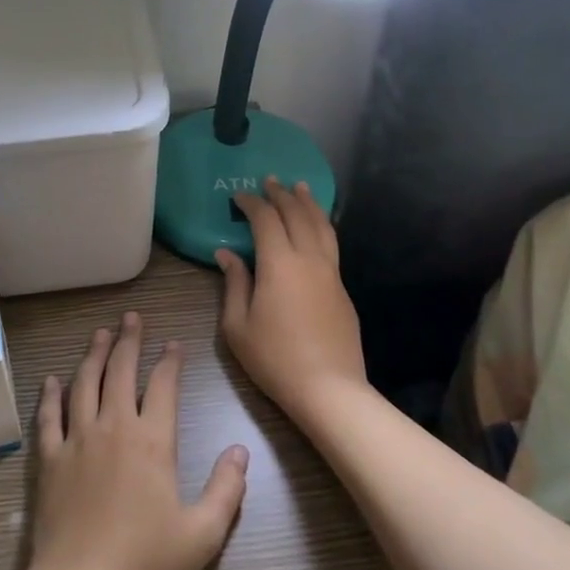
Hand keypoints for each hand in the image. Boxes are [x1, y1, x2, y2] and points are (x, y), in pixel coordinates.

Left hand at [29, 311, 248, 569]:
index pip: (163, 387)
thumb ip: (226, 490)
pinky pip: (49, 416)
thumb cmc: (144, 561)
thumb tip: (240, 451)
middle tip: (131, 317)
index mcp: (152, 442)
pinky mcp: (51, 457)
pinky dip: (51, 395)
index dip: (169, 361)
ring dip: (94, 354)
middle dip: (129, 341)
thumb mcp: (202, 534)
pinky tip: (53, 379)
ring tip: (100, 333)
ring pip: (85, 383)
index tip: (173, 343)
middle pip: (121, 372)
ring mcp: (78, 439)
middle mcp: (114, 427)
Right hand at [215, 177, 367, 423]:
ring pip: (321, 226)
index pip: (266, 219)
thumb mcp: (237, 326)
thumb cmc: (275, 358)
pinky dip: (321, 226)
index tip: (239, 196)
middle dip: (281, 195)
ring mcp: (330, 273)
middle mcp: (308, 259)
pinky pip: (331, 244)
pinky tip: (316, 227)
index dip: (251, 203)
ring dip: (308, 203)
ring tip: (301, 188)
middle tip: (269, 181)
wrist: (329, 388)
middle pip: (297, 214)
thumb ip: (233, 284)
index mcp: (279, 263)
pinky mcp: (342, 289)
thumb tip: (226, 254)